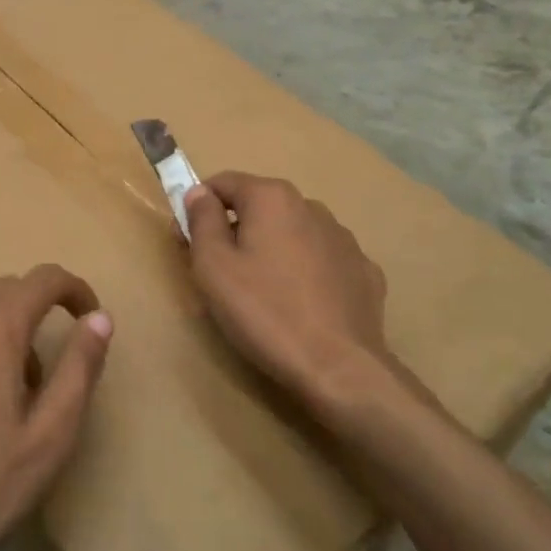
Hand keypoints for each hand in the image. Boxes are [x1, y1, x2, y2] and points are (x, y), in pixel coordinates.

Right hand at [184, 173, 417, 418]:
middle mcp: (312, 206)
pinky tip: (300, 305)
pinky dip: (304, 272)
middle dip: (236, 229)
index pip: (224, 182)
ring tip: (262, 293)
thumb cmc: (264, 312)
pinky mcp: (363, 271)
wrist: (339, 368)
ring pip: (292, 232)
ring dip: (272, 249)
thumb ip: (201, 220)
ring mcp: (344, 238)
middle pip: (260, 207)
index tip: (187, 239)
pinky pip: (322, 260)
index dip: (198, 205)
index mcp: (272, 198)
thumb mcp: (213, 266)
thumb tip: (199, 193)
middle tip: (220, 273)